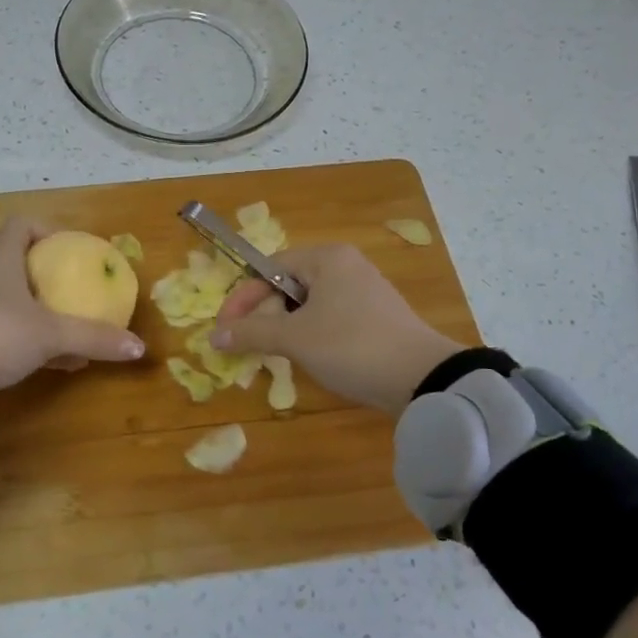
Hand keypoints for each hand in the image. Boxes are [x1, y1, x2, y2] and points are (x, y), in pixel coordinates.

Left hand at [0, 217, 145, 412]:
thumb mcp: (48, 333)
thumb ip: (93, 337)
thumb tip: (139, 347)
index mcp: (0, 258)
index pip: (23, 225)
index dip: (51, 232)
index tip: (78, 253)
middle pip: (23, 265)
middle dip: (57, 279)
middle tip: (87, 293)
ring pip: (18, 303)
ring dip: (49, 315)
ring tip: (83, 330)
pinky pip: (11, 334)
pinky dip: (38, 343)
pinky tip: (65, 362)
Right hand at [211, 244, 456, 415]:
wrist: (423, 378)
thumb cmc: (351, 345)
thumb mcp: (294, 338)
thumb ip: (251, 333)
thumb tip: (214, 337)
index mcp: (326, 258)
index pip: (269, 268)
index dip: (242, 298)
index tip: (224, 329)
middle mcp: (345, 267)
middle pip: (287, 286)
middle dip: (263, 316)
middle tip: (249, 346)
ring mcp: (363, 292)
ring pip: (308, 306)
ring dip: (284, 329)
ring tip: (274, 354)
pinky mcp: (375, 318)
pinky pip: (329, 319)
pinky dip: (310, 335)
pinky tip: (307, 358)